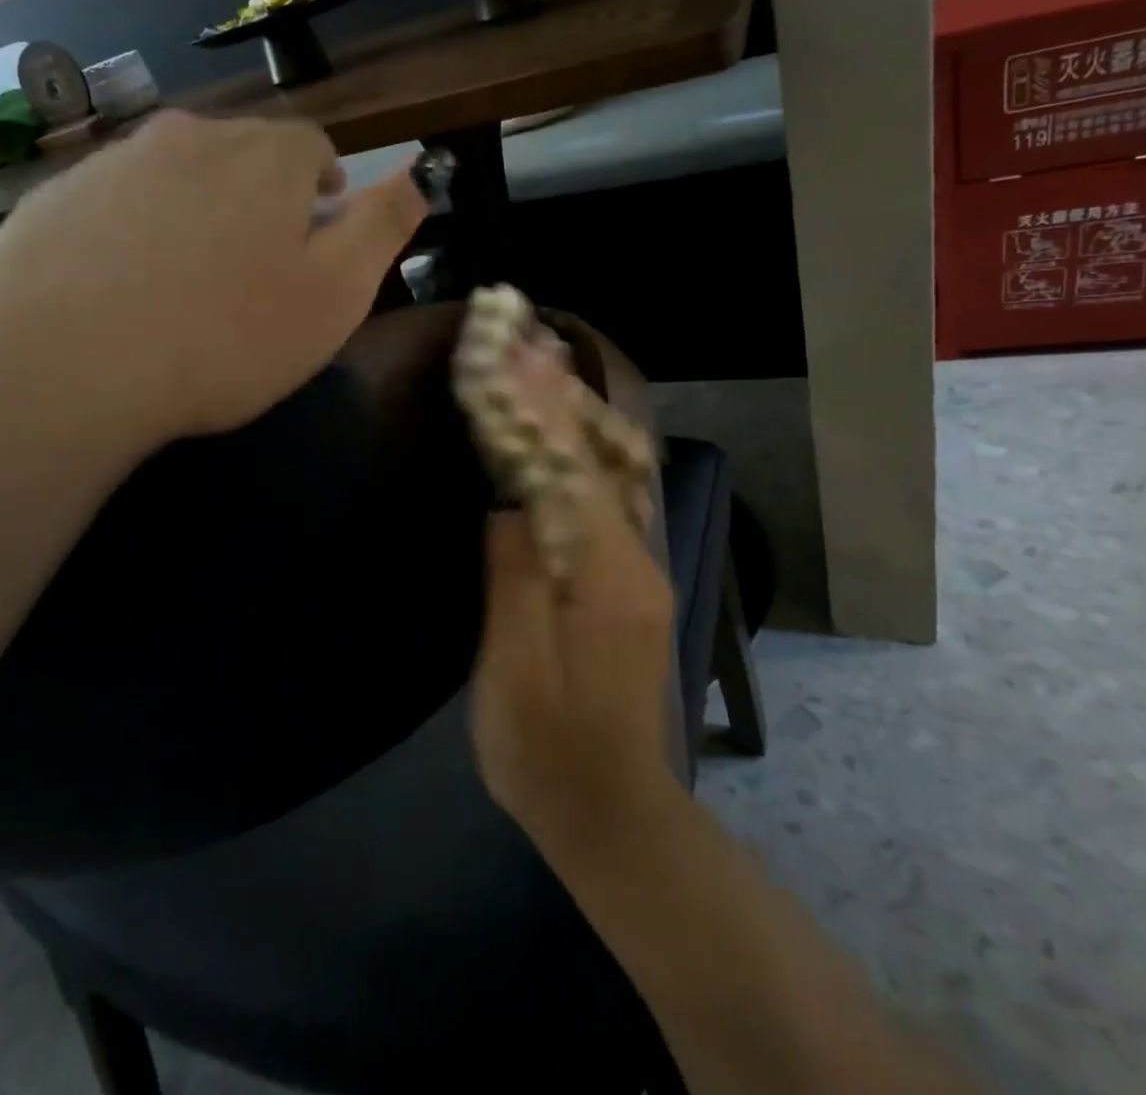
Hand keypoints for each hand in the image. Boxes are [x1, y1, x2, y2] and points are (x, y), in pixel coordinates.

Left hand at [0, 110, 426, 444]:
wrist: (60, 366)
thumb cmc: (226, 335)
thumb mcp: (336, 293)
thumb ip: (383, 226)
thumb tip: (421, 173)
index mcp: (265, 157)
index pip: (312, 145)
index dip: (325, 184)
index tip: (321, 227)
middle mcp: (188, 138)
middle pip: (242, 153)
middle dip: (263, 195)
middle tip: (260, 264)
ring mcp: (111, 163)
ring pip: (176, 175)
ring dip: (197, 210)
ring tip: (192, 279)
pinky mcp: (52, 199)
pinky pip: (115, 203)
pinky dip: (134, 231)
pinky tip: (124, 290)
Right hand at [470, 348, 682, 859]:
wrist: (611, 812)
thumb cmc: (547, 752)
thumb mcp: (514, 672)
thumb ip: (515, 578)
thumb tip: (509, 503)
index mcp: (603, 576)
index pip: (564, 470)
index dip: (535, 408)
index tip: (509, 350)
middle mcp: (633, 556)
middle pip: (594, 458)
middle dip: (557, 393)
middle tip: (526, 332)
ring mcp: (636, 568)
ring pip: (608, 472)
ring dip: (574, 411)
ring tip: (545, 357)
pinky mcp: (627, 581)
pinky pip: (606, 497)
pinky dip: (583, 450)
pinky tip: (569, 427)